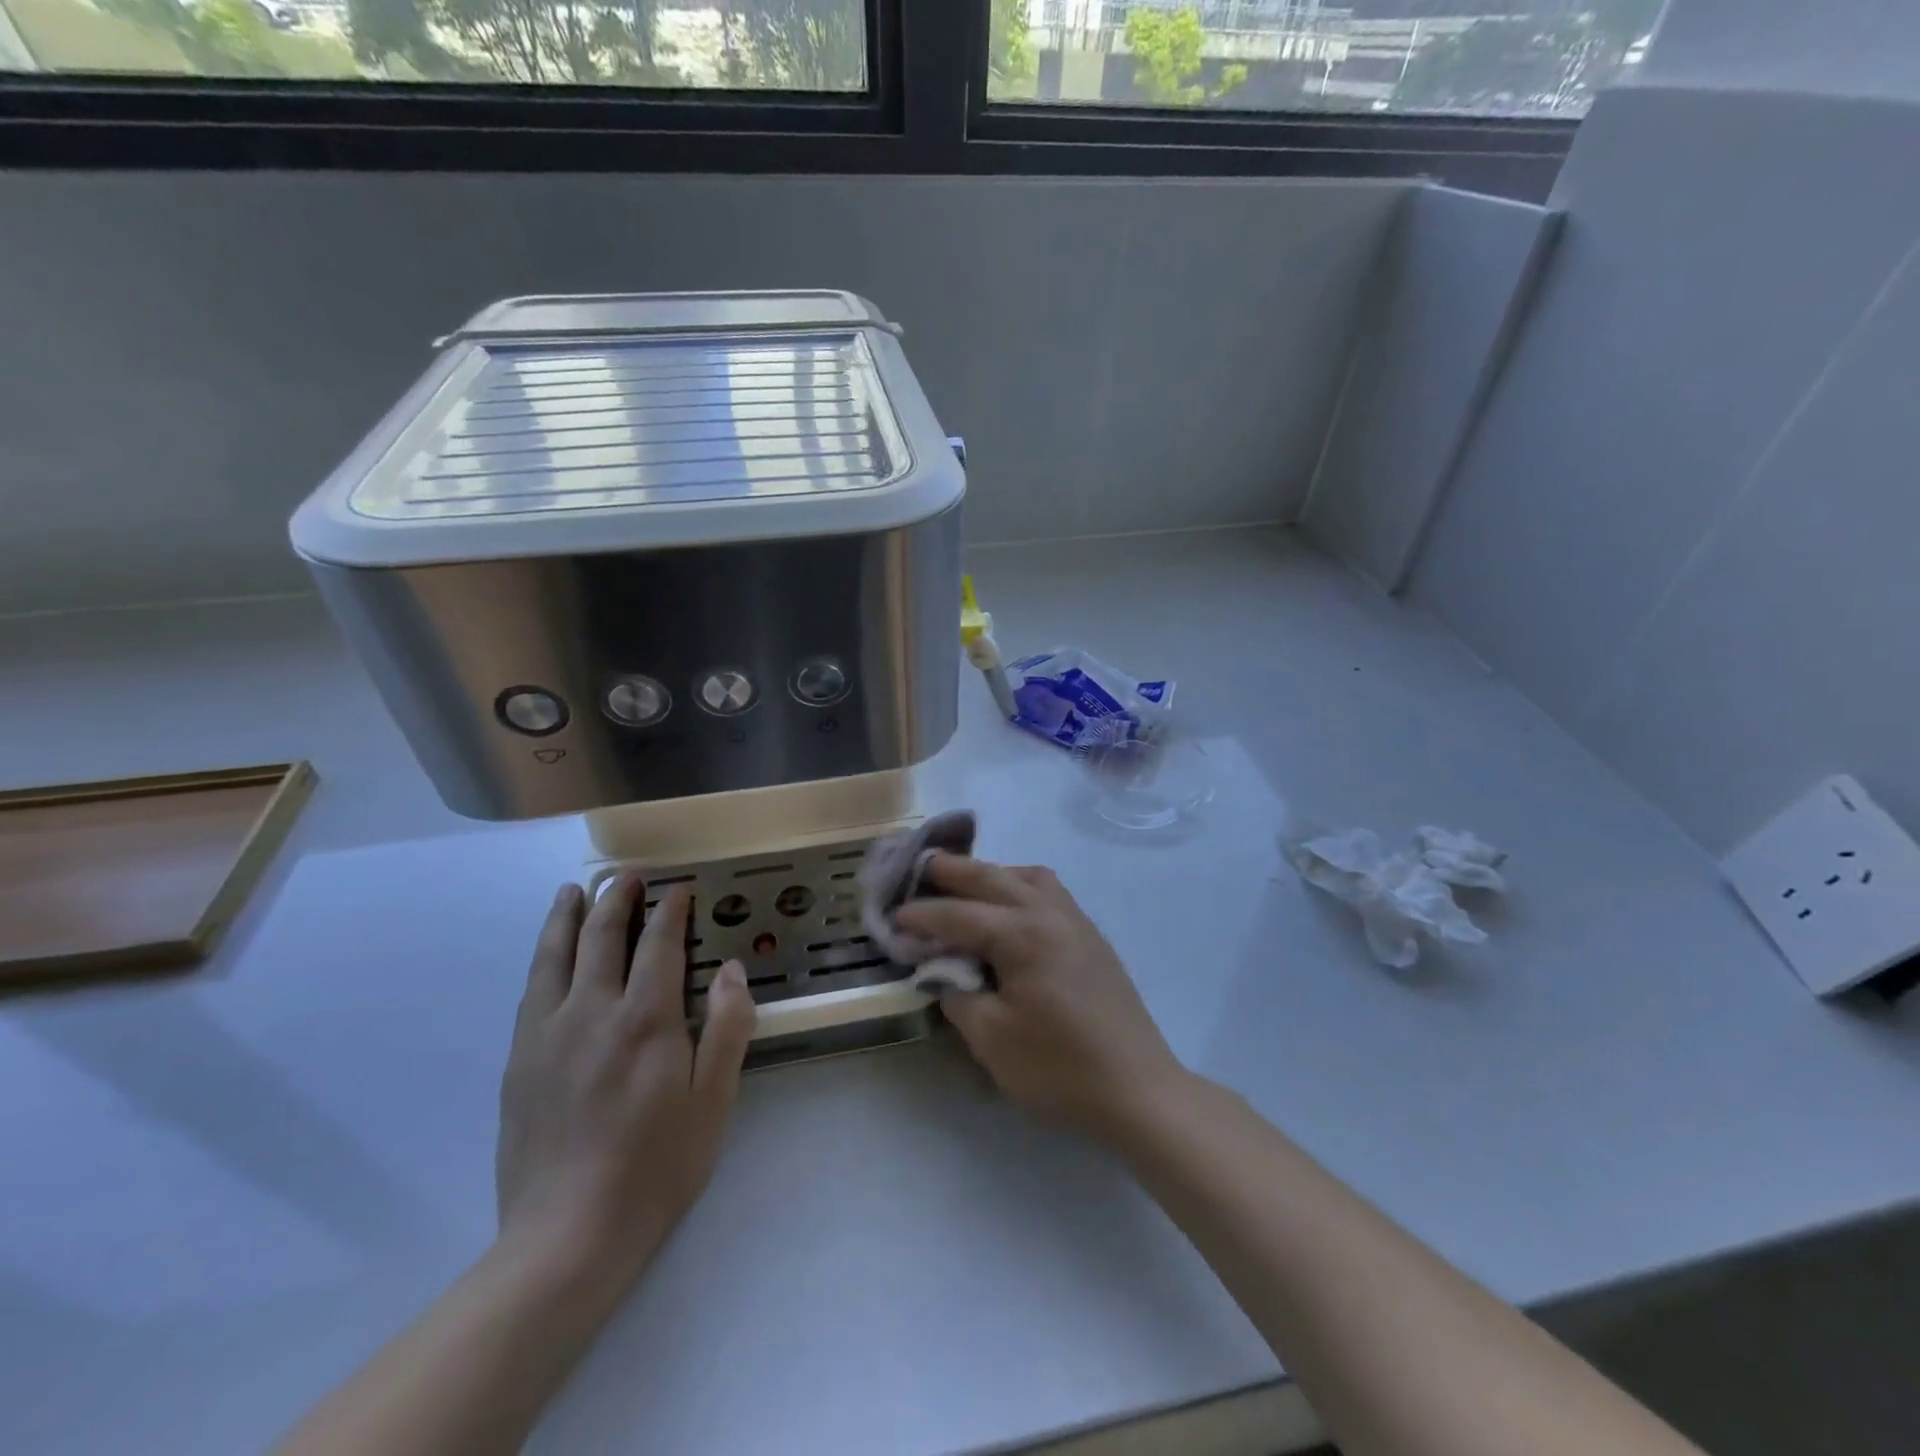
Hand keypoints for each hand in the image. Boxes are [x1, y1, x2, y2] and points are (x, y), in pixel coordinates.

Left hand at [494, 876, 755, 1287]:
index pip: (658, 943)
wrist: (567, 1237)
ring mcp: (547, 1035)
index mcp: (645, 1019)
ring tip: (573, 891)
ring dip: (567, 917)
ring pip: (555, 956)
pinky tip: (548, 958)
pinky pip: (532, 992)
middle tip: (628, 876)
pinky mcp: (519, 1062)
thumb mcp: (714, 1099)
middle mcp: (592, 1012)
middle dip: (617, 899)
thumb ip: (727, 1026)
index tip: (680, 889)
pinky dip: (543, 959)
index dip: (670, 910)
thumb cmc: (656, 1166)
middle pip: (601, 937)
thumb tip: (730, 969)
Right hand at [894, 856, 1185, 1139]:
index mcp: (1023, 934)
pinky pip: (1049, 892)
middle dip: (952, 870)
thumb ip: (957, 995)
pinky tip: (1009, 909)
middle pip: (993, 877)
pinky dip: (1020, 886)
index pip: (958, 914)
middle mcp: (1050, 913)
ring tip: (965, 885)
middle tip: (919, 867)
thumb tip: (942, 971)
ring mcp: (1076, 921)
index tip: (891, 918)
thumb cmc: (1059, 1068)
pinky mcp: (1090, 937)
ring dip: (992, 873)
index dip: (921, 916)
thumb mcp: (992, 1039)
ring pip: (1027, 876)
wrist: (1137, 1089)